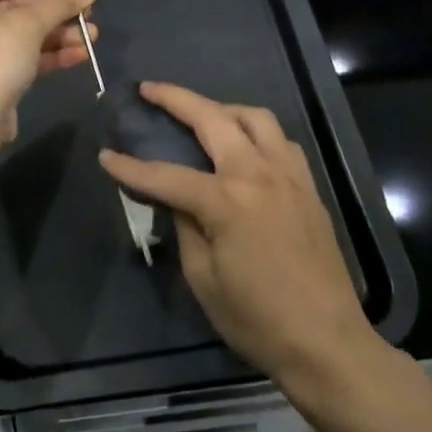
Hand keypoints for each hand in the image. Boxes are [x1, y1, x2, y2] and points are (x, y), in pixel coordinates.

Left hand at [0, 0, 98, 141]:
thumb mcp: (28, 24)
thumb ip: (61, 2)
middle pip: (17, 7)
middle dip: (56, 13)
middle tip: (90, 13)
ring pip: (24, 35)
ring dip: (59, 35)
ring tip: (92, 36)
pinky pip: (23, 58)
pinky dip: (50, 55)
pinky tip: (80, 55)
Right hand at [98, 82, 375, 388]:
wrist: (326, 341)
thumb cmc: (257, 319)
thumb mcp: (204, 279)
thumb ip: (185, 228)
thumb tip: (176, 201)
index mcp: (226, 201)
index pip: (165, 175)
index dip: (130, 167)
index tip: (105, 156)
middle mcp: (258, 174)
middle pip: (212, 119)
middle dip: (176, 99)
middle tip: (149, 90)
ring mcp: (289, 176)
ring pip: (255, 118)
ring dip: (222, 108)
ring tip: (201, 115)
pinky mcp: (308, 187)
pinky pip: (280, 141)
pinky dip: (256, 132)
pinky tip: (245, 146)